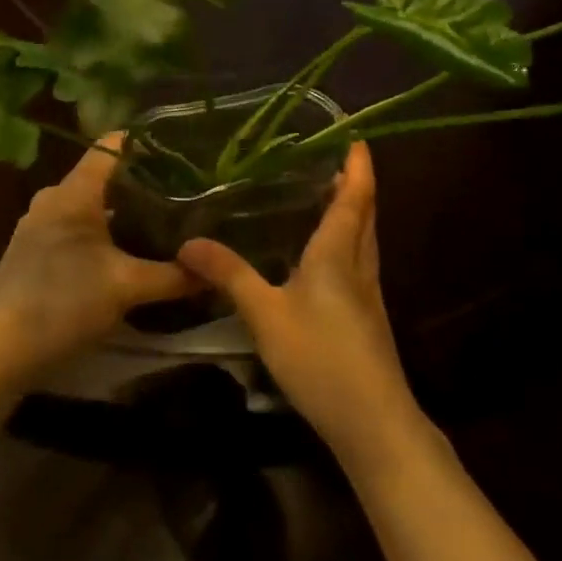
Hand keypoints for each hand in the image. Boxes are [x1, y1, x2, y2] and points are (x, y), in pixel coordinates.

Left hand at [0, 135, 194, 399]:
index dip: (146, 143)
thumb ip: (173, 276)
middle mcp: (53, 198)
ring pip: (89, 204)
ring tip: (162, 223)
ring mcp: (38, 224)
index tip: (182, 152)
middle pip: (104, 176)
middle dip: (142, 183)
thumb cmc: (63, 304)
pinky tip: (125, 253)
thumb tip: (213, 270)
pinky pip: (75, 226)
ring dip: (122, 211)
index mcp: (73, 192)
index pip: (112, 145)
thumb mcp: (126, 288)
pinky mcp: (33, 251)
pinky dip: (102, 232)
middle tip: (183, 194)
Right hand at [177, 142, 423, 471]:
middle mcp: (358, 266)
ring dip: (354, 212)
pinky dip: (348, 241)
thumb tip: (187, 241)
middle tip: (334, 158)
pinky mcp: (367, 319)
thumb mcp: (265, 315)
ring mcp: (367, 295)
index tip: (356, 136)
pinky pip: (359, 262)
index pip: (354, 197)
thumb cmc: (321, 358)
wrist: (374, 424)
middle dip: (355, 184)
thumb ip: (230, 275)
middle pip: (365, 214)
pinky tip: (324, 256)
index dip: (358, 166)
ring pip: (365, 239)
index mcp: (338, 254)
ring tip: (328, 195)